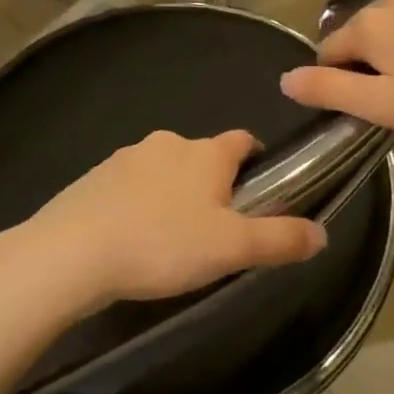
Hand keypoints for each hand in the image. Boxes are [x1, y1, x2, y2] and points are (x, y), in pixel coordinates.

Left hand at [18, 129, 326, 312]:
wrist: (71, 253)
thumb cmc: (162, 244)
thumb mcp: (231, 249)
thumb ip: (280, 239)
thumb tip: (322, 233)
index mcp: (206, 153)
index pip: (243, 140)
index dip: (255, 160)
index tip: (257, 190)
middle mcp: (169, 143)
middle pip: (203, 156)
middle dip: (212, 184)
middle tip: (215, 230)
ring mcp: (127, 157)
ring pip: (164, 170)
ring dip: (173, 194)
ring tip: (170, 241)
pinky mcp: (94, 177)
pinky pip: (129, 186)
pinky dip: (138, 204)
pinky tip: (131, 239)